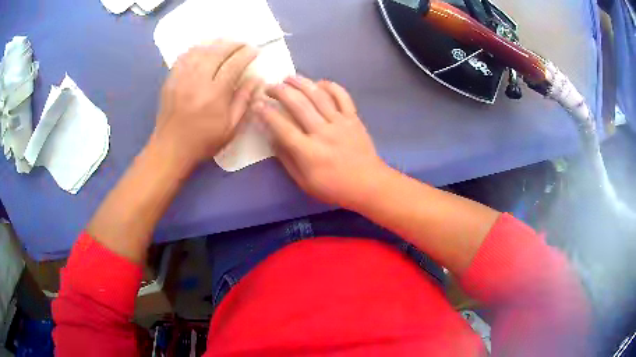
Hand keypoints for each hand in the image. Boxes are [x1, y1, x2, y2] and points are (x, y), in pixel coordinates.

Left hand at [153, 41, 260, 169]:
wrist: (170, 148)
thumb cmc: (203, 141)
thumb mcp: (230, 128)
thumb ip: (244, 100)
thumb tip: (257, 79)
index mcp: (214, 94)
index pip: (233, 64)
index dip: (246, 54)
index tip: (255, 50)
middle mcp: (197, 81)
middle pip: (217, 52)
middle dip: (233, 44)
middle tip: (243, 43)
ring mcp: (181, 78)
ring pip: (200, 50)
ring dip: (216, 43)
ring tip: (226, 42)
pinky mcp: (171, 79)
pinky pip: (184, 56)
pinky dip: (196, 48)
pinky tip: (204, 48)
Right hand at [253, 76, 389, 207]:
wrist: (368, 184)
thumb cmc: (334, 187)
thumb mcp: (304, 182)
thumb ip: (287, 159)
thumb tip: (273, 138)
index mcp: (309, 153)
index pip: (282, 127)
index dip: (267, 114)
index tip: (256, 104)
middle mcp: (323, 133)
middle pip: (298, 105)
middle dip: (280, 92)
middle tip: (269, 86)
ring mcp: (340, 123)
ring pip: (318, 96)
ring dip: (301, 83)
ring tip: (288, 77)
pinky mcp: (353, 118)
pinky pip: (342, 96)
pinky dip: (330, 86)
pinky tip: (318, 82)